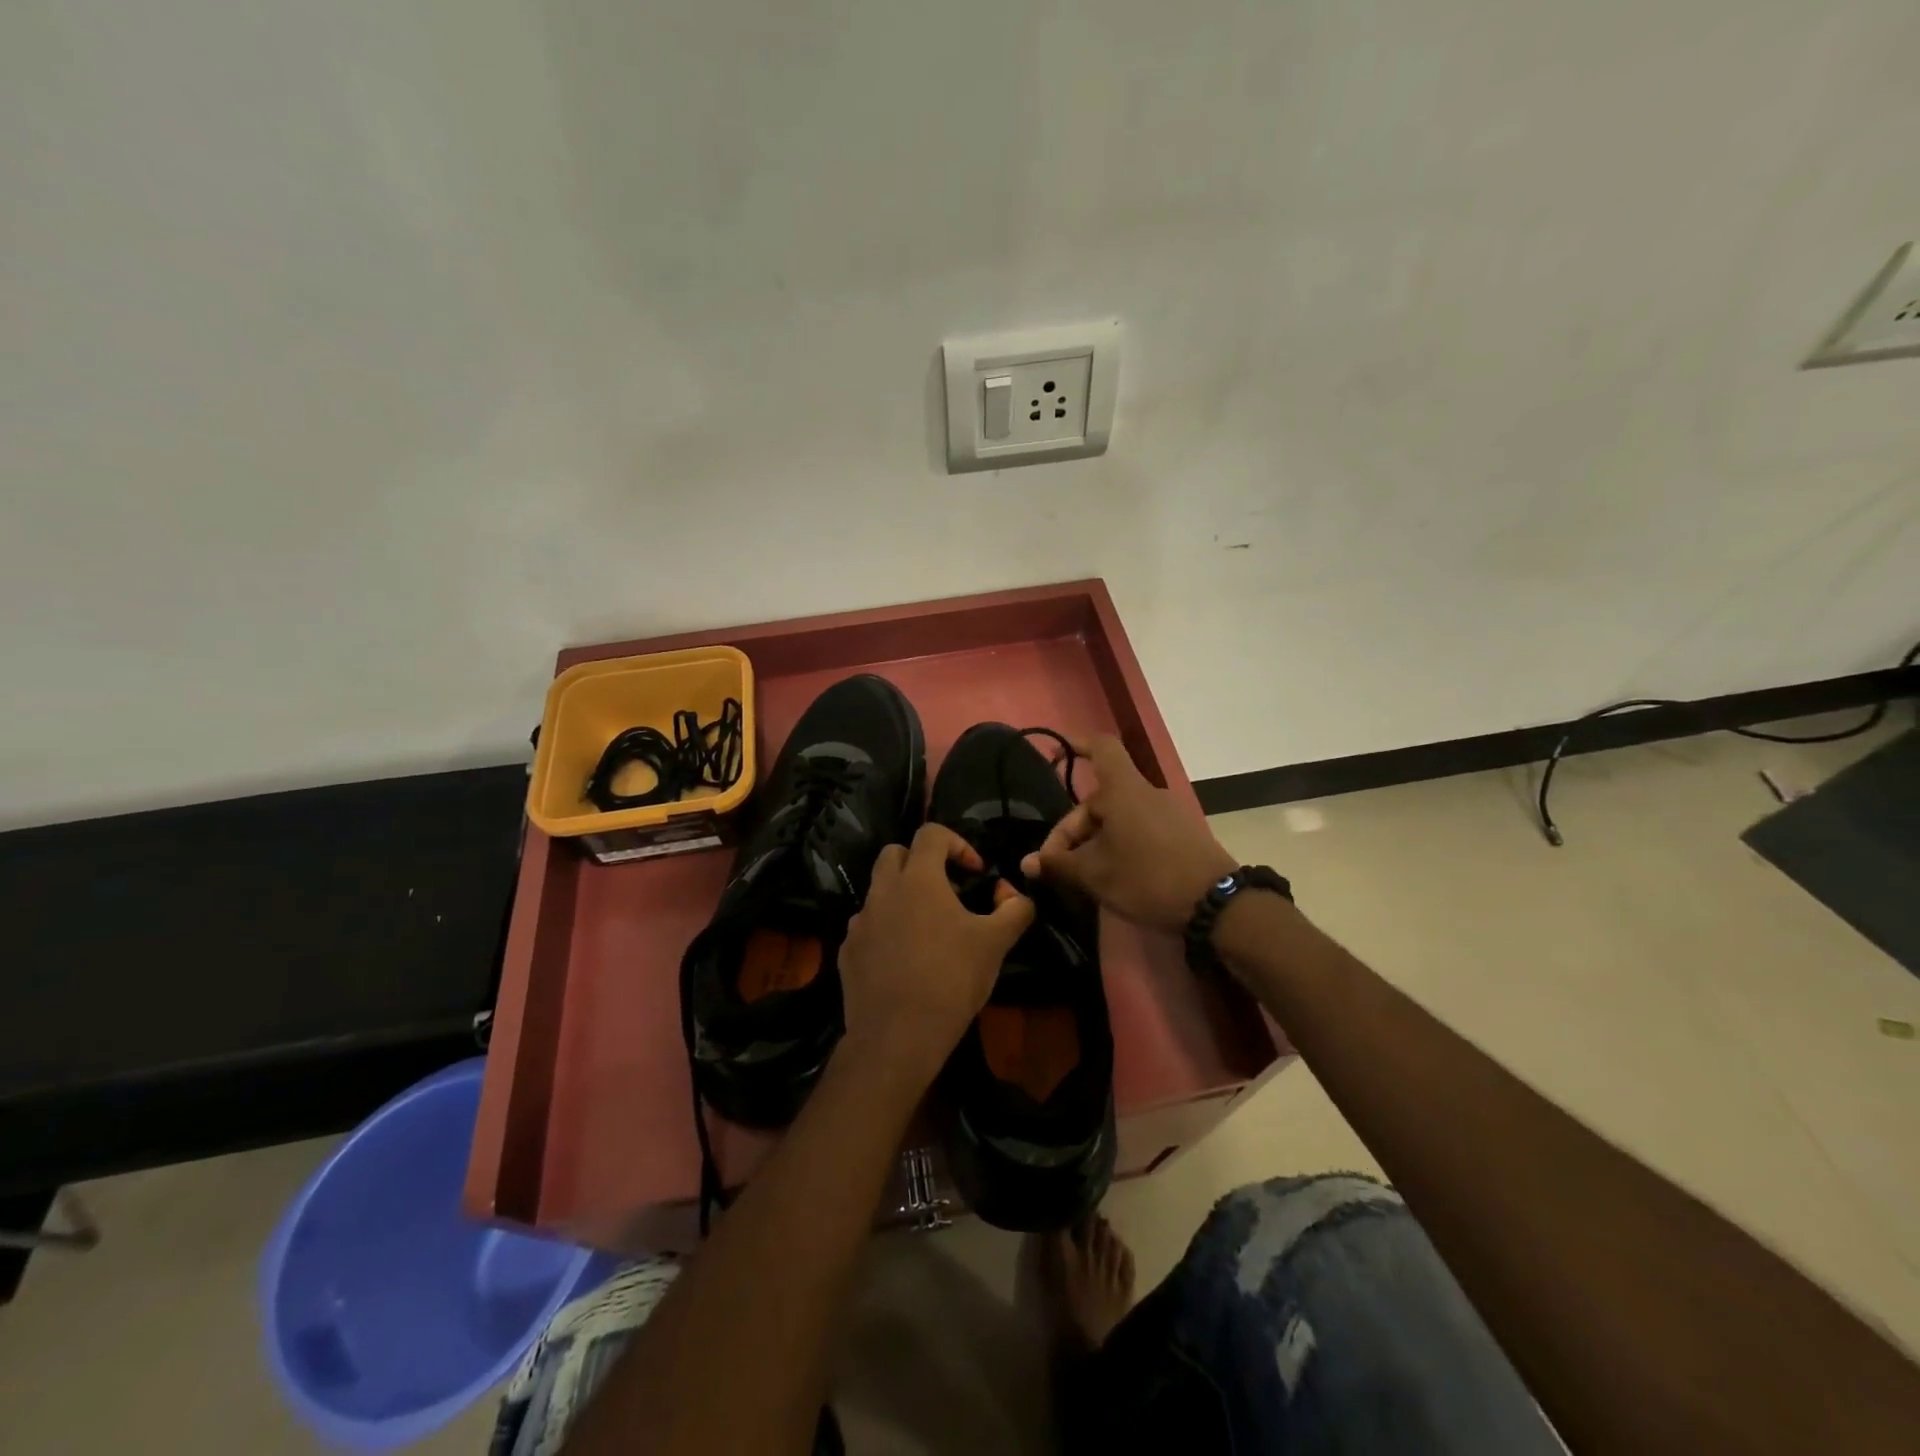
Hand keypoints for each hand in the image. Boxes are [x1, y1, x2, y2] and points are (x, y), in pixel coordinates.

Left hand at [840, 823, 1035, 1088]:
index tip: (975, 872)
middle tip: (945, 890)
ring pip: (878, 892)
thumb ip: (1014, 910)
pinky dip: (885, 931)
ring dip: (901, 898)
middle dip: (920, 861)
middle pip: (894, 853)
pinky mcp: (847, 952)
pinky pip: (867, 928)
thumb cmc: (951, 979)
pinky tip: (904, 960)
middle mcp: (882, 891)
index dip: (957, 843)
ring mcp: (860, 922)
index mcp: (918, 879)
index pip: (931, 834)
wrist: (897, 1036)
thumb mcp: (995, 943)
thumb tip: (1017, 895)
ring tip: (926, 929)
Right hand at [1020, 735, 1236, 934]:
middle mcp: (1145, 793)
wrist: (1216, 904)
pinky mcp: (1181, 835)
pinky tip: (1111, 876)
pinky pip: (1138, 830)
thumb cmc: (1146, 877)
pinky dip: (1119, 845)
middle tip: (1056, 865)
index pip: (1101, 748)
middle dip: (1073, 829)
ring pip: (1118, 818)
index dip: (1078, 744)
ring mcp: (1167, 814)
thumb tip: (1028, 863)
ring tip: (1081, 875)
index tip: (1056, 749)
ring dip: (1094, 840)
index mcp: (1123, 789)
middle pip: (1100, 798)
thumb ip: (1059, 864)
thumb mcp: (1095, 874)